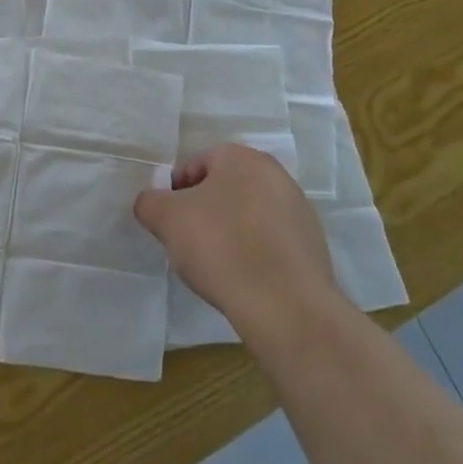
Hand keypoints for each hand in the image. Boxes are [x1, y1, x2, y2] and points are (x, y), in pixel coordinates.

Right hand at [134, 143, 348, 354]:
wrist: (285, 305)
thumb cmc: (221, 247)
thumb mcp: (166, 219)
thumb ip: (149, 202)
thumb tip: (152, 204)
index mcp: (243, 158)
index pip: (196, 163)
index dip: (176, 190)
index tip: (170, 220)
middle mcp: (276, 175)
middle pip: (225, 187)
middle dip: (204, 210)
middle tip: (188, 240)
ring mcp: (299, 211)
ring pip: (249, 214)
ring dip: (229, 231)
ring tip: (216, 264)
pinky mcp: (313, 246)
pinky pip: (270, 241)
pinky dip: (254, 252)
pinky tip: (243, 278)